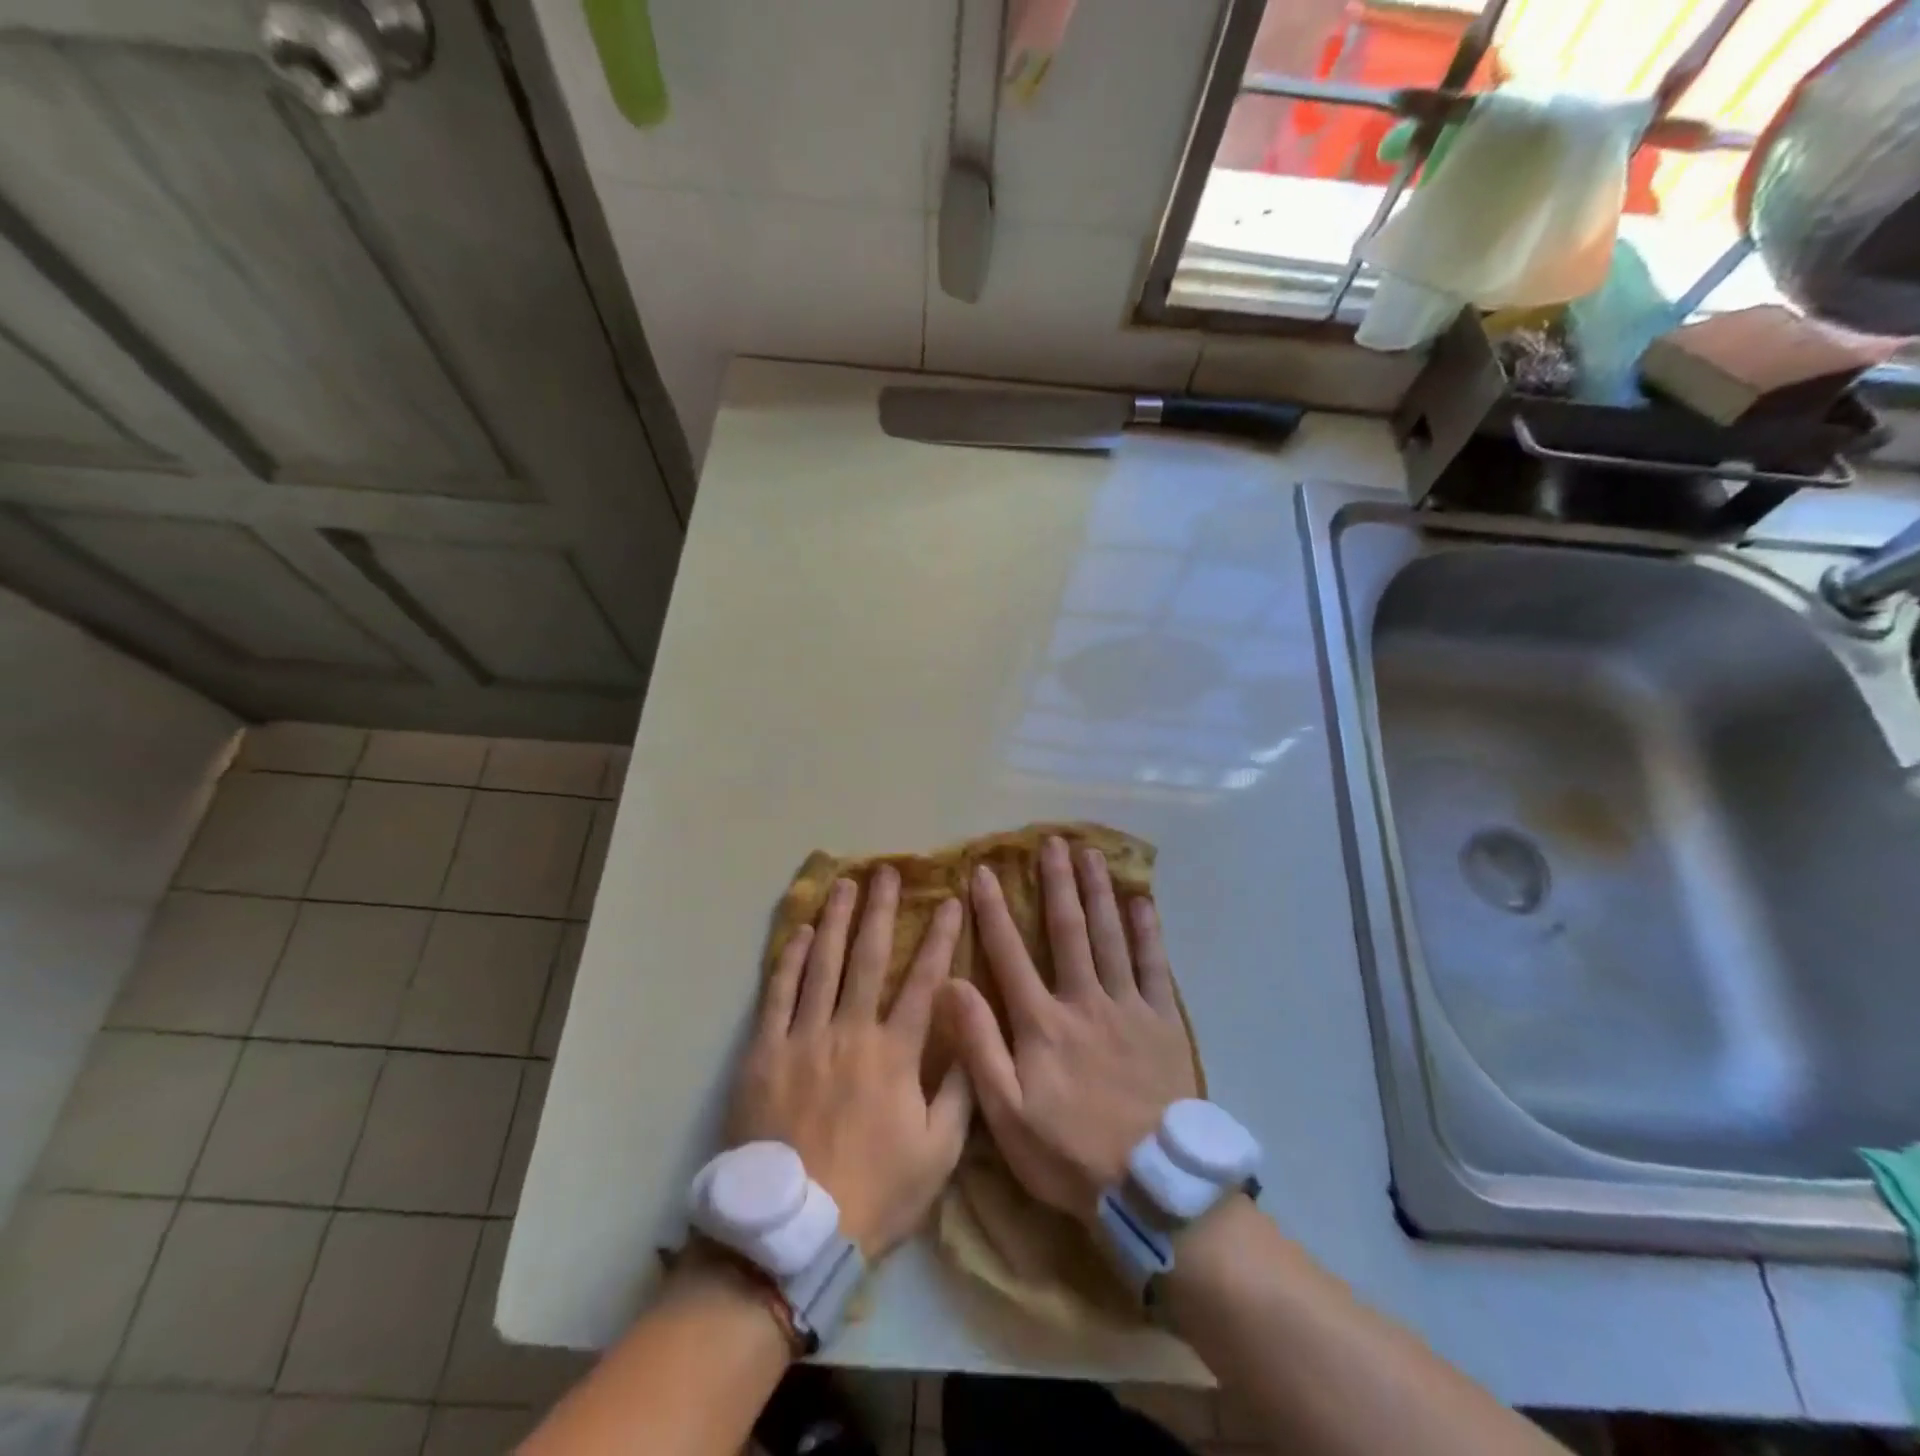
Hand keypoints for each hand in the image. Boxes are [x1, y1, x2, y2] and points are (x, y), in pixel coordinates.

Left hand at [726, 868, 971, 1258]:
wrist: (793, 1232)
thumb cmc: (874, 1193)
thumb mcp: (938, 1155)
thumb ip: (960, 1093)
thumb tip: (974, 1038)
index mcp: (895, 1053)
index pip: (924, 980)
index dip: (939, 938)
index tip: (949, 901)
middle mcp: (850, 1031)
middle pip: (868, 957)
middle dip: (881, 910)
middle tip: (886, 871)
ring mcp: (803, 1037)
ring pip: (822, 964)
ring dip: (835, 920)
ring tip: (844, 884)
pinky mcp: (764, 1052)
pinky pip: (777, 994)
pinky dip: (788, 959)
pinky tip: (798, 932)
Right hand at [945, 836, 1197, 1223]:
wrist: (1150, 1185)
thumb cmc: (1069, 1153)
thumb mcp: (1006, 1113)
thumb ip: (979, 1045)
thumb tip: (951, 984)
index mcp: (1042, 1022)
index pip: (1010, 953)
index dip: (993, 910)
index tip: (983, 871)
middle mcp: (1084, 1000)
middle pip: (1068, 930)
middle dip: (1057, 883)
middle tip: (1052, 842)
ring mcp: (1128, 1006)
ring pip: (1110, 936)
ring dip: (1098, 891)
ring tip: (1091, 854)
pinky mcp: (1163, 1021)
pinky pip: (1155, 965)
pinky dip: (1147, 930)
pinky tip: (1141, 901)